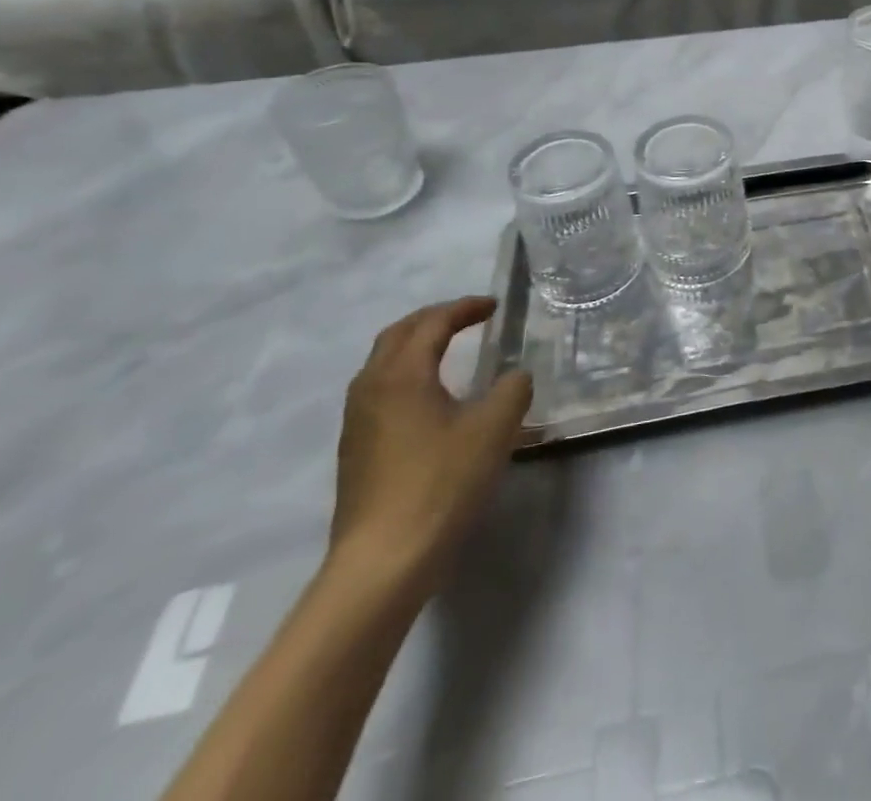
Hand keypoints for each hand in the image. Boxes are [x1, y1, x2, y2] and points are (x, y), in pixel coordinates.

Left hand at [328, 298, 533, 589]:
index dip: (465, 308)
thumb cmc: (440, 484)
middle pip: (397, 335)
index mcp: (401, 374)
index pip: (432, 323)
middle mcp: (371, 389)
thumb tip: (514, 377)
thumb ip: (513, 390)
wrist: (381, 563)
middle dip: (434, 319)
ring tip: (450, 351)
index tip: (495, 306)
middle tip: (469, 318)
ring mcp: (357, 423)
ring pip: (383, 364)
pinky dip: (408, 376)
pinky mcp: (356, 452)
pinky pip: (380, 392)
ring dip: (416, 347)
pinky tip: (431, 400)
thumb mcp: (494, 429)